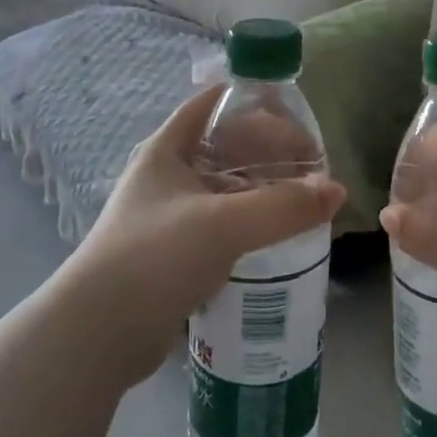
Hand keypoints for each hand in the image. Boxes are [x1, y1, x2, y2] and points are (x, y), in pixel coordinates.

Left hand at [53, 86, 344, 386]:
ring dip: (263, 189)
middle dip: (269, 150)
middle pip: (226, 146)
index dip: (254, 103)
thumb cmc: (154, 258)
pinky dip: (251, 222)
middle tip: (312, 167)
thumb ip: (283, 206)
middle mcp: (167, 175)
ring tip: (304, 200)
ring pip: (227, 188)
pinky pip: (223, 224)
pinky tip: (280, 236)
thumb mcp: (223, 224)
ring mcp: (170, 215)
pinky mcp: (176, 252)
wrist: (98, 334)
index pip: (213, 104)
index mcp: (167, 149)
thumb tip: (337, 190)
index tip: (297, 117)